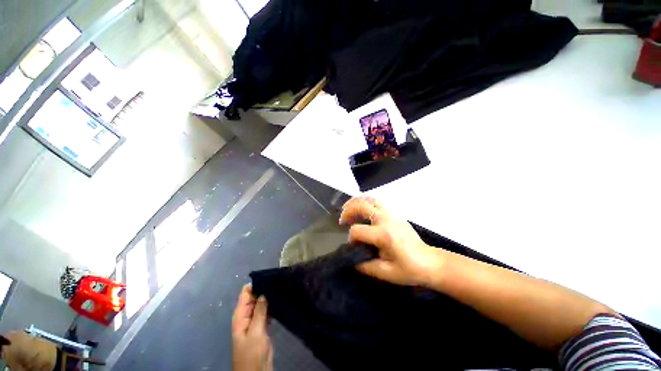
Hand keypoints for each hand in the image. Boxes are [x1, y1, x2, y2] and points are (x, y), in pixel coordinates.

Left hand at [232, 284, 272, 370]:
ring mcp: (255, 320)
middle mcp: (247, 315)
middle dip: (264, 289)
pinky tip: (280, 300)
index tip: (269, 277)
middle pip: (254, 296)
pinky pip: (266, 311)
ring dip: (269, 297)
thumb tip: (263, 292)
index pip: (246, 293)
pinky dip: (271, 306)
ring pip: (261, 303)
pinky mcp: (262, 326)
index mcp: (240, 315)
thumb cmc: (252, 352)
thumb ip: (260, 311)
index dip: (256, 284)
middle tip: (278, 281)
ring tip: (281, 287)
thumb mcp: (256, 331)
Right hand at [339, 196, 442, 286]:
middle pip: (361, 206)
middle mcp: (386, 219)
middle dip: (348, 211)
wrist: (429, 262)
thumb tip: (351, 259)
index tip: (354, 247)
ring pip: (370, 198)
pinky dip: (366, 199)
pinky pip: (377, 200)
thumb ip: (365, 266)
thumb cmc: (409, 269)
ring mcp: (391, 213)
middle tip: (342, 220)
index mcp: (383, 235)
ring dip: (356, 201)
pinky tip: (362, 204)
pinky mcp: (395, 213)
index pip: (357, 230)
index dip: (351, 238)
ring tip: (348, 207)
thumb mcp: (385, 273)